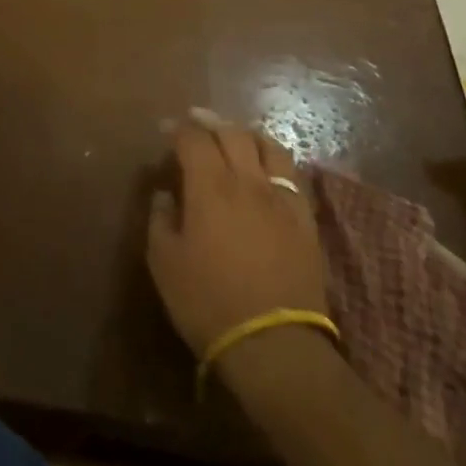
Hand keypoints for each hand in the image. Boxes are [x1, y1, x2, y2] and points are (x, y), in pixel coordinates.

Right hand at [147, 108, 330, 359]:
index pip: (194, 139)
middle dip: (211, 121)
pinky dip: (274, 160)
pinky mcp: (305, 219)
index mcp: (210, 186)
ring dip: (247, 133)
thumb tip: (165, 195)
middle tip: (196, 120)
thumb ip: (161, 219)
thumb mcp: (165, 263)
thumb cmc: (208, 302)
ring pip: (268, 146)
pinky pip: (292, 174)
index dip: (178, 128)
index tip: (166, 128)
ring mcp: (281, 198)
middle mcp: (247, 181)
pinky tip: (266, 168)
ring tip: (235, 135)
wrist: (274, 345)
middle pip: (232, 133)